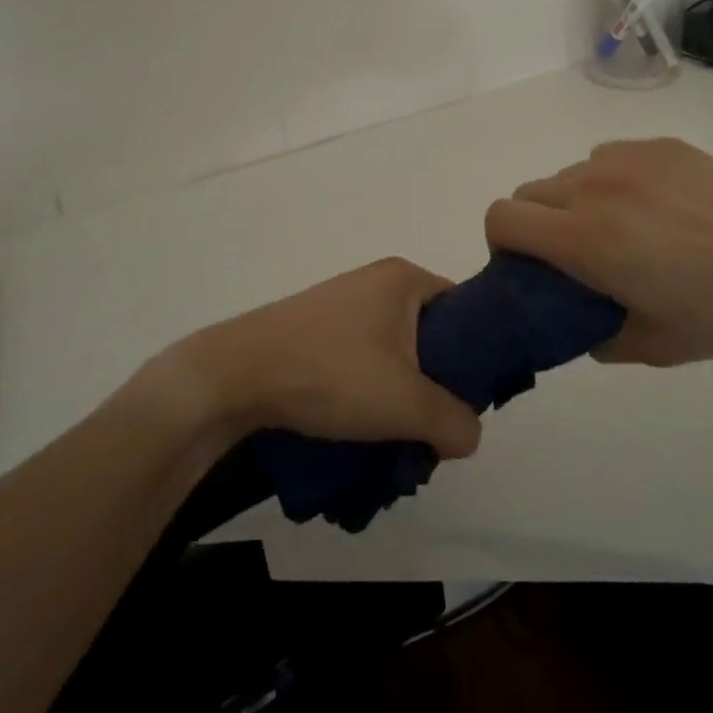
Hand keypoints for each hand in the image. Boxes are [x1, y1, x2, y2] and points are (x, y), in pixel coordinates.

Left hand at [151, 259, 482, 458]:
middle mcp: (377, 281)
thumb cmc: (330, 373)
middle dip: (436, 382)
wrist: (235, 375)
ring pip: (396, 351)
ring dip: (402, 392)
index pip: (465, 310)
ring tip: (394, 431)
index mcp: (405, 278)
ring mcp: (343, 302)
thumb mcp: (406, 404)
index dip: (477, 355)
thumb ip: (455, 422)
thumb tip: (468, 434)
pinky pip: (364, 355)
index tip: (470, 399)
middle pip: (431, 334)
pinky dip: (371, 387)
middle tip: (433, 423)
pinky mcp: (317, 327)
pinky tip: (360, 421)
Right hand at [484, 139, 712, 366]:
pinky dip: (613, 181)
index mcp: (585, 236)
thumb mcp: (650, 346)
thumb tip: (576, 320)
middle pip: (529, 192)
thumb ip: (593, 335)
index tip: (528, 268)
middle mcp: (595, 185)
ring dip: (575, 202)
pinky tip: (661, 208)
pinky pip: (611, 157)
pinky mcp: (663, 144)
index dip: (502, 244)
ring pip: (570, 173)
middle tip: (577, 256)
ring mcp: (630, 157)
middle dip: (536, 225)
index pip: (502, 217)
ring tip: (627, 231)